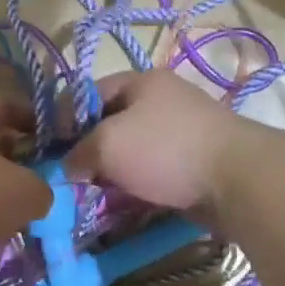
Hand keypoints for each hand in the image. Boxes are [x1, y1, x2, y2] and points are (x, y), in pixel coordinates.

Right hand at [61, 70, 251, 215]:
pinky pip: (153, 172)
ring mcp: (181, 132)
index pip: (89, 92)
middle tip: (70, 176)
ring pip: (132, 151)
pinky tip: (122, 203)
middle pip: (112, 123)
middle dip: (89, 150)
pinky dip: (136, 186)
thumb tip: (69, 168)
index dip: (65, 117)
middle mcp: (162, 101)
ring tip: (92, 194)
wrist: (235, 180)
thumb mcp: (107, 144)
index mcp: (141, 82)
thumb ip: (78, 153)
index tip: (49, 147)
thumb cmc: (165, 149)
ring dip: (113, 173)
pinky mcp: (193, 163)